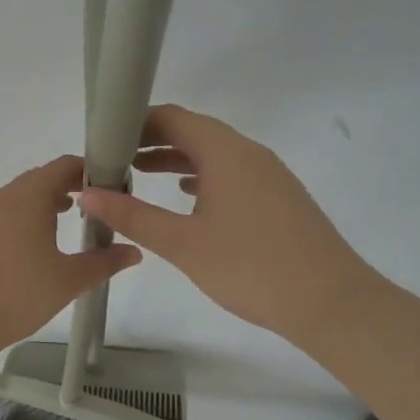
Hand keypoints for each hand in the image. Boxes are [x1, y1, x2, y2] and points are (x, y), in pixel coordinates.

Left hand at [0, 154, 142, 364]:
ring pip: (16, 198)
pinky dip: (18, 221)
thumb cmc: (17, 293)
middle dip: (66, 188)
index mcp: (29, 196)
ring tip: (60, 225)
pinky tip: (25, 250)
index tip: (108, 187)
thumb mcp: (68, 280)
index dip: (87, 171)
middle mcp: (2, 196)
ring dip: (40, 205)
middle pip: (38, 179)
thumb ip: (103, 262)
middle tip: (90, 209)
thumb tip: (134, 252)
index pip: (63, 166)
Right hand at [77, 105, 377, 342]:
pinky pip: (232, 172)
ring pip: (214, 153)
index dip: (136, 122)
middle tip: (115, 158)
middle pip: (194, 131)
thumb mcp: (182, 243)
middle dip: (152, 140)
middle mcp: (249, 152)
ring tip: (140, 174)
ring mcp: (269, 174)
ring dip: (177, 159)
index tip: (105, 139)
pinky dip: (203, 176)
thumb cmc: (251, 267)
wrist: (332, 303)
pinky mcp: (280, 197)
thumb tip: (86, 193)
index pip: (173, 117)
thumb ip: (132, 215)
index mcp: (225, 151)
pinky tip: (188, 198)